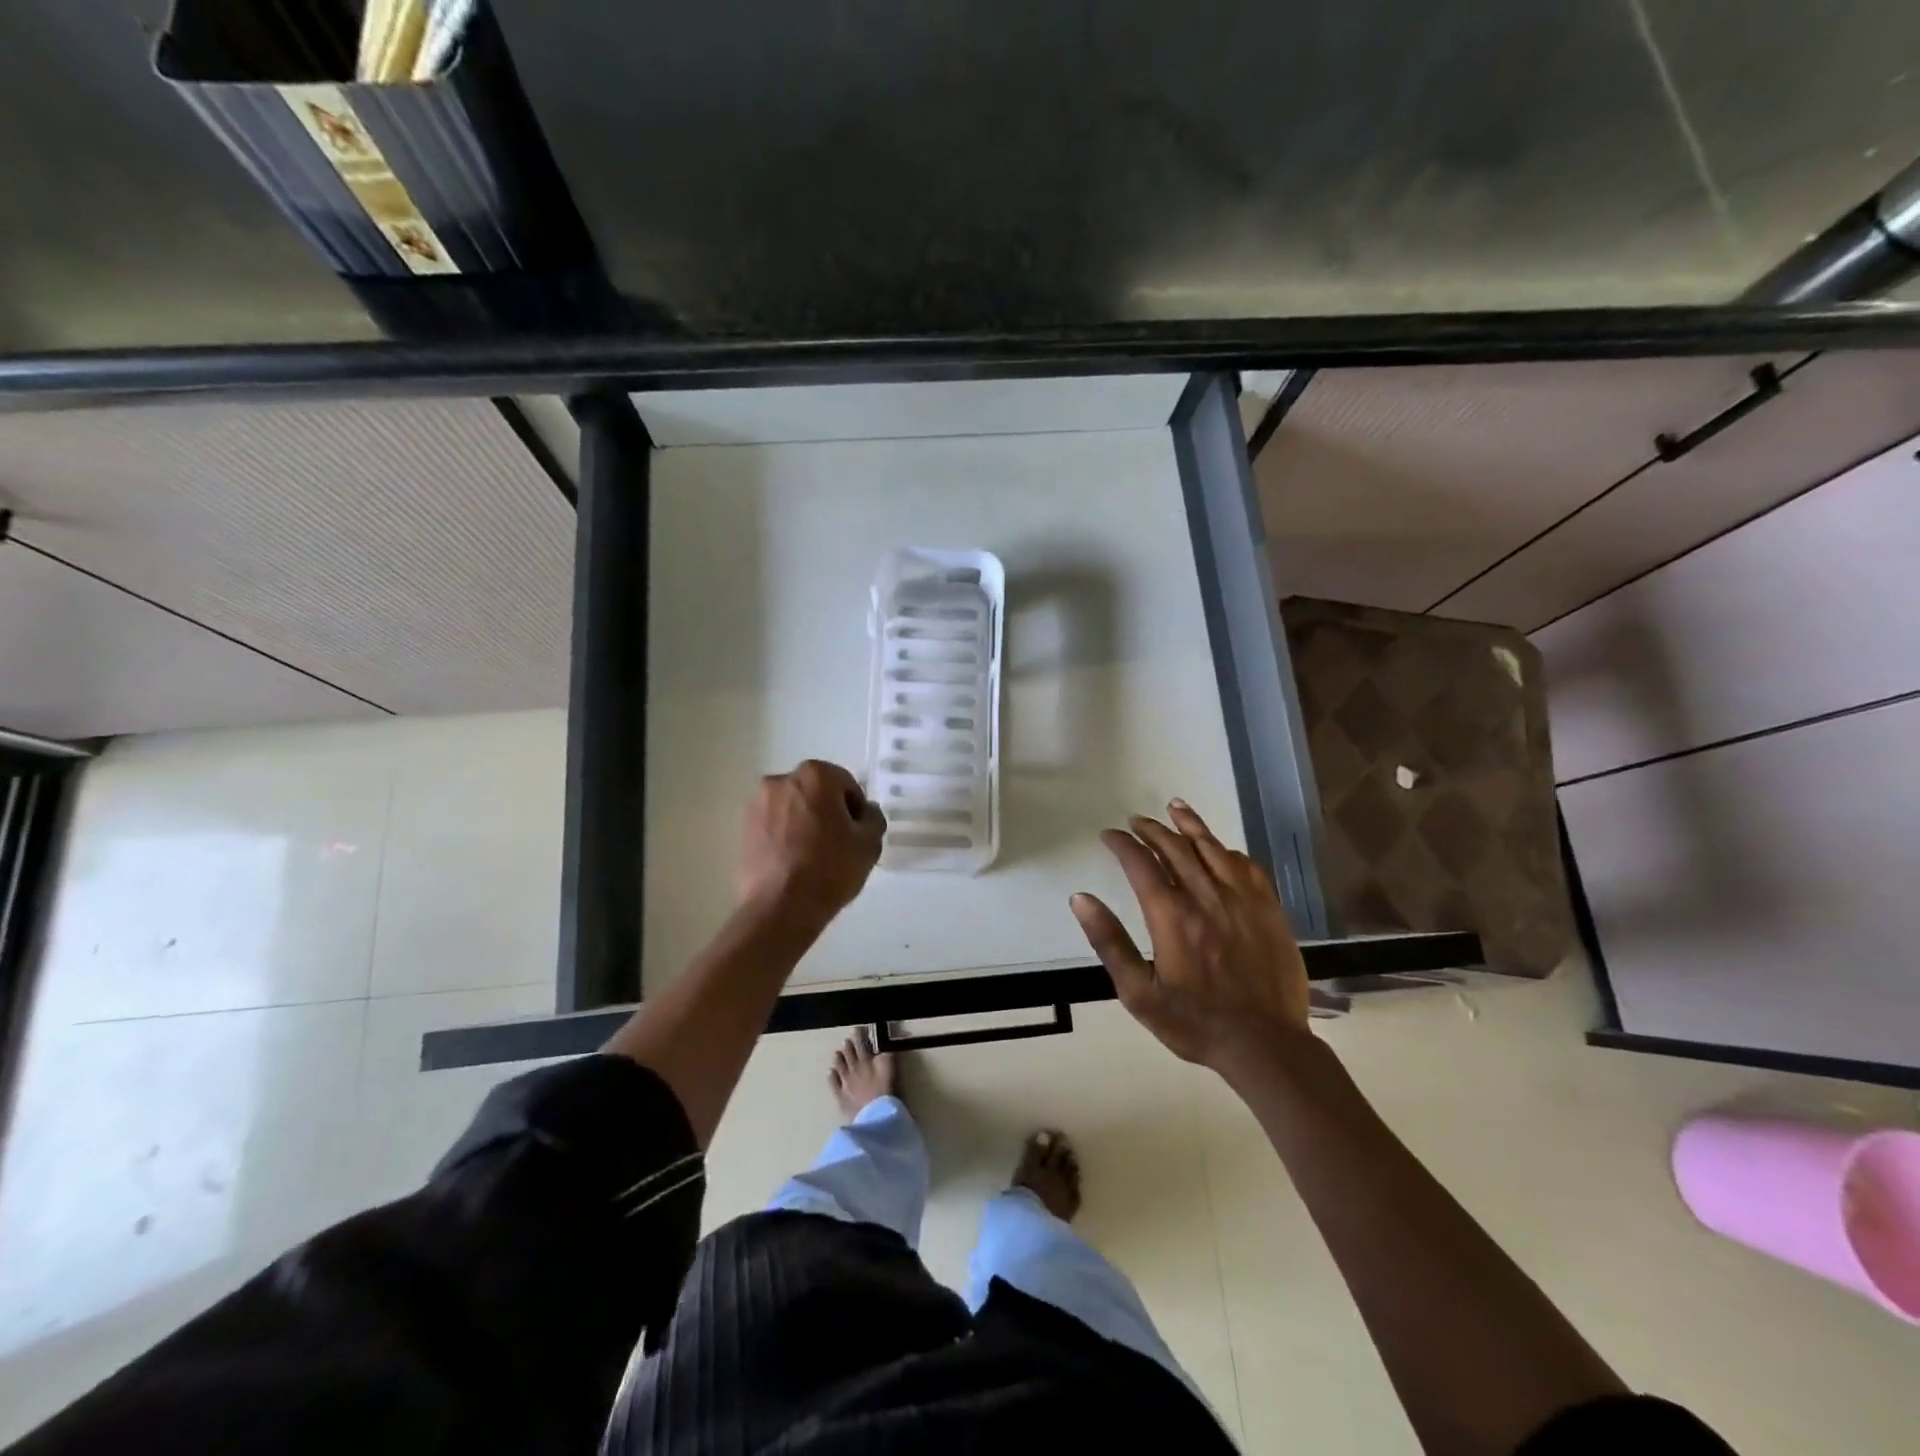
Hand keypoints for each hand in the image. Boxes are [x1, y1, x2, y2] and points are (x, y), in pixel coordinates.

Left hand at [737, 760, 886, 925]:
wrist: (781, 908)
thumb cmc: (831, 868)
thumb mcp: (870, 843)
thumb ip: (873, 817)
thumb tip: (864, 812)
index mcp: (814, 775)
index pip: (846, 784)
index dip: (856, 809)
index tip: (857, 834)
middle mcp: (781, 780)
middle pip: (816, 792)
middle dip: (828, 812)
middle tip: (838, 844)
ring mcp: (758, 804)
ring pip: (793, 808)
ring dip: (806, 823)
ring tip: (814, 856)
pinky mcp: (744, 829)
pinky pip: (775, 826)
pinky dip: (786, 836)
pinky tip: (794, 863)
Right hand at [1070, 799, 1310, 1077]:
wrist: (1266, 1045)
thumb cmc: (1195, 1022)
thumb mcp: (1138, 993)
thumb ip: (1109, 942)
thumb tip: (1080, 898)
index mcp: (1172, 916)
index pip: (1140, 863)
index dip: (1122, 844)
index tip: (1108, 835)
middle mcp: (1206, 897)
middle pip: (1175, 848)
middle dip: (1151, 829)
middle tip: (1135, 821)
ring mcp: (1242, 900)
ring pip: (1212, 848)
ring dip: (1190, 825)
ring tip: (1175, 808)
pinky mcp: (1268, 909)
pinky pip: (1247, 866)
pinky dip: (1227, 850)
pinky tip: (1220, 847)